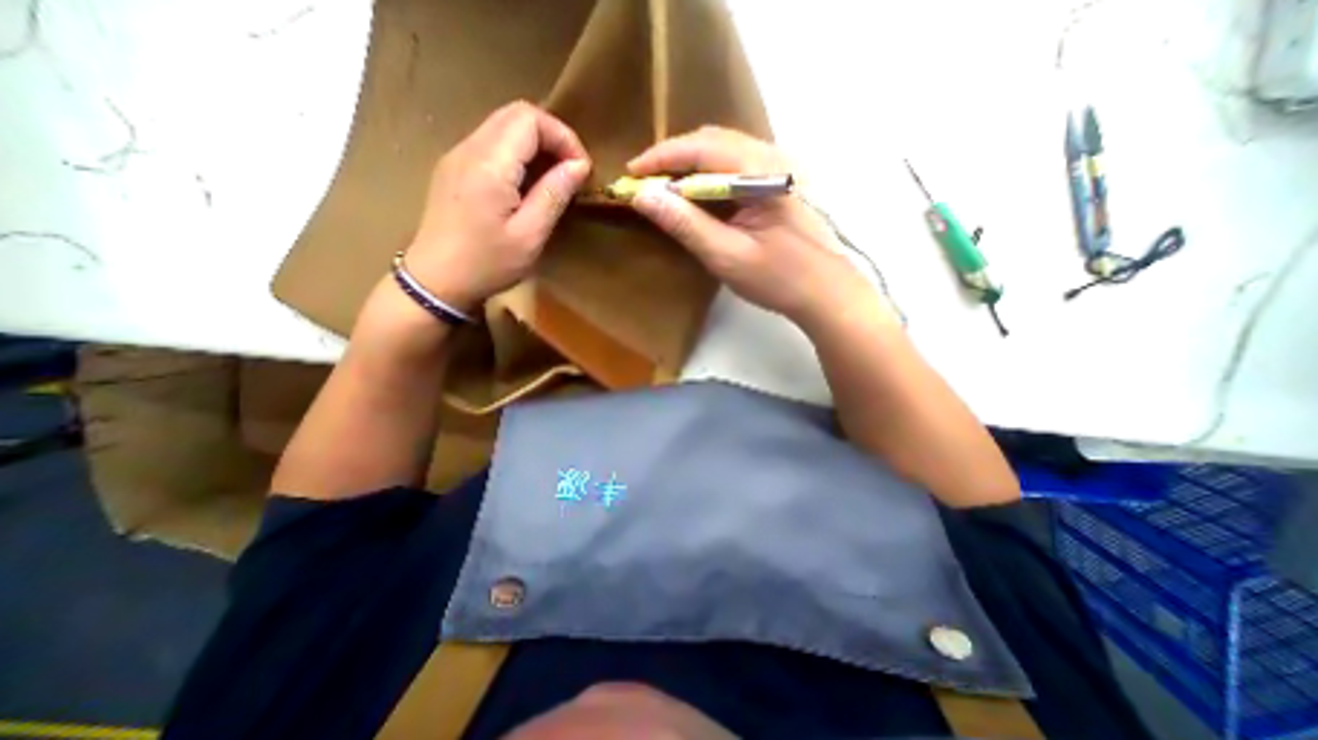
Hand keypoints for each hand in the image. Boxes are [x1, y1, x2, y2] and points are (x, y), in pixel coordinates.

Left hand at [398, 98, 590, 310]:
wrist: (436, 280)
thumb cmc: (487, 263)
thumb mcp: (530, 235)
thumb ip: (554, 194)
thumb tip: (579, 165)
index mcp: (489, 163)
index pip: (530, 118)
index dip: (563, 136)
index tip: (582, 169)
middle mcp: (469, 148)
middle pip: (515, 114)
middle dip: (552, 137)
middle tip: (571, 171)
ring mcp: (457, 155)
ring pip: (502, 126)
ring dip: (535, 145)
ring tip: (554, 179)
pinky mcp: (453, 168)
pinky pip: (491, 144)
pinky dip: (517, 154)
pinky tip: (527, 184)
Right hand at [632, 128, 873, 326]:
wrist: (824, 291)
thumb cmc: (777, 278)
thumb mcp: (725, 255)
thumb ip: (685, 224)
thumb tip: (643, 196)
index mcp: (758, 171)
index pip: (700, 148)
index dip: (661, 157)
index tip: (631, 174)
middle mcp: (769, 158)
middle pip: (711, 142)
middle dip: (673, 159)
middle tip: (645, 183)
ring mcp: (776, 169)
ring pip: (723, 152)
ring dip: (690, 167)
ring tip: (665, 190)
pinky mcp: (776, 184)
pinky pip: (734, 168)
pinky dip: (708, 177)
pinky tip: (697, 197)